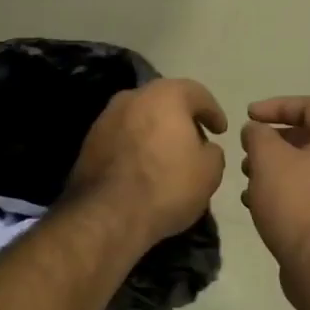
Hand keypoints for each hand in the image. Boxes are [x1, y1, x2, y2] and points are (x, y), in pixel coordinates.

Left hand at [66, 79, 227, 243]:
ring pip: (140, 118)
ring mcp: (105, 118)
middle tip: (195, 140)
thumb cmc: (167, 185)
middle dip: (181, 119)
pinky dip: (135, 146)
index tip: (221, 130)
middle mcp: (132, 97)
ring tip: (168, 156)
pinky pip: (122, 137)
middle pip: (164, 102)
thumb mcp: (209, 171)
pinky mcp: (89, 142)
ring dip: (155, 132)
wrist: (108, 215)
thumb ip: (213, 151)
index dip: (213, 112)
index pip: (197, 93)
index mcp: (165, 95)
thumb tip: (204, 148)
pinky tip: (143, 167)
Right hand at [240, 97, 309, 281]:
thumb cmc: (299, 205)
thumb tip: (257, 130)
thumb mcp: (269, 161)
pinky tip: (259, 204)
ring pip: (309, 167)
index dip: (276, 106)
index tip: (248, 116)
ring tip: (247, 179)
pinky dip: (287, 191)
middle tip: (247, 150)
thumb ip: (259, 135)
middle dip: (274, 141)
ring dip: (276, 168)